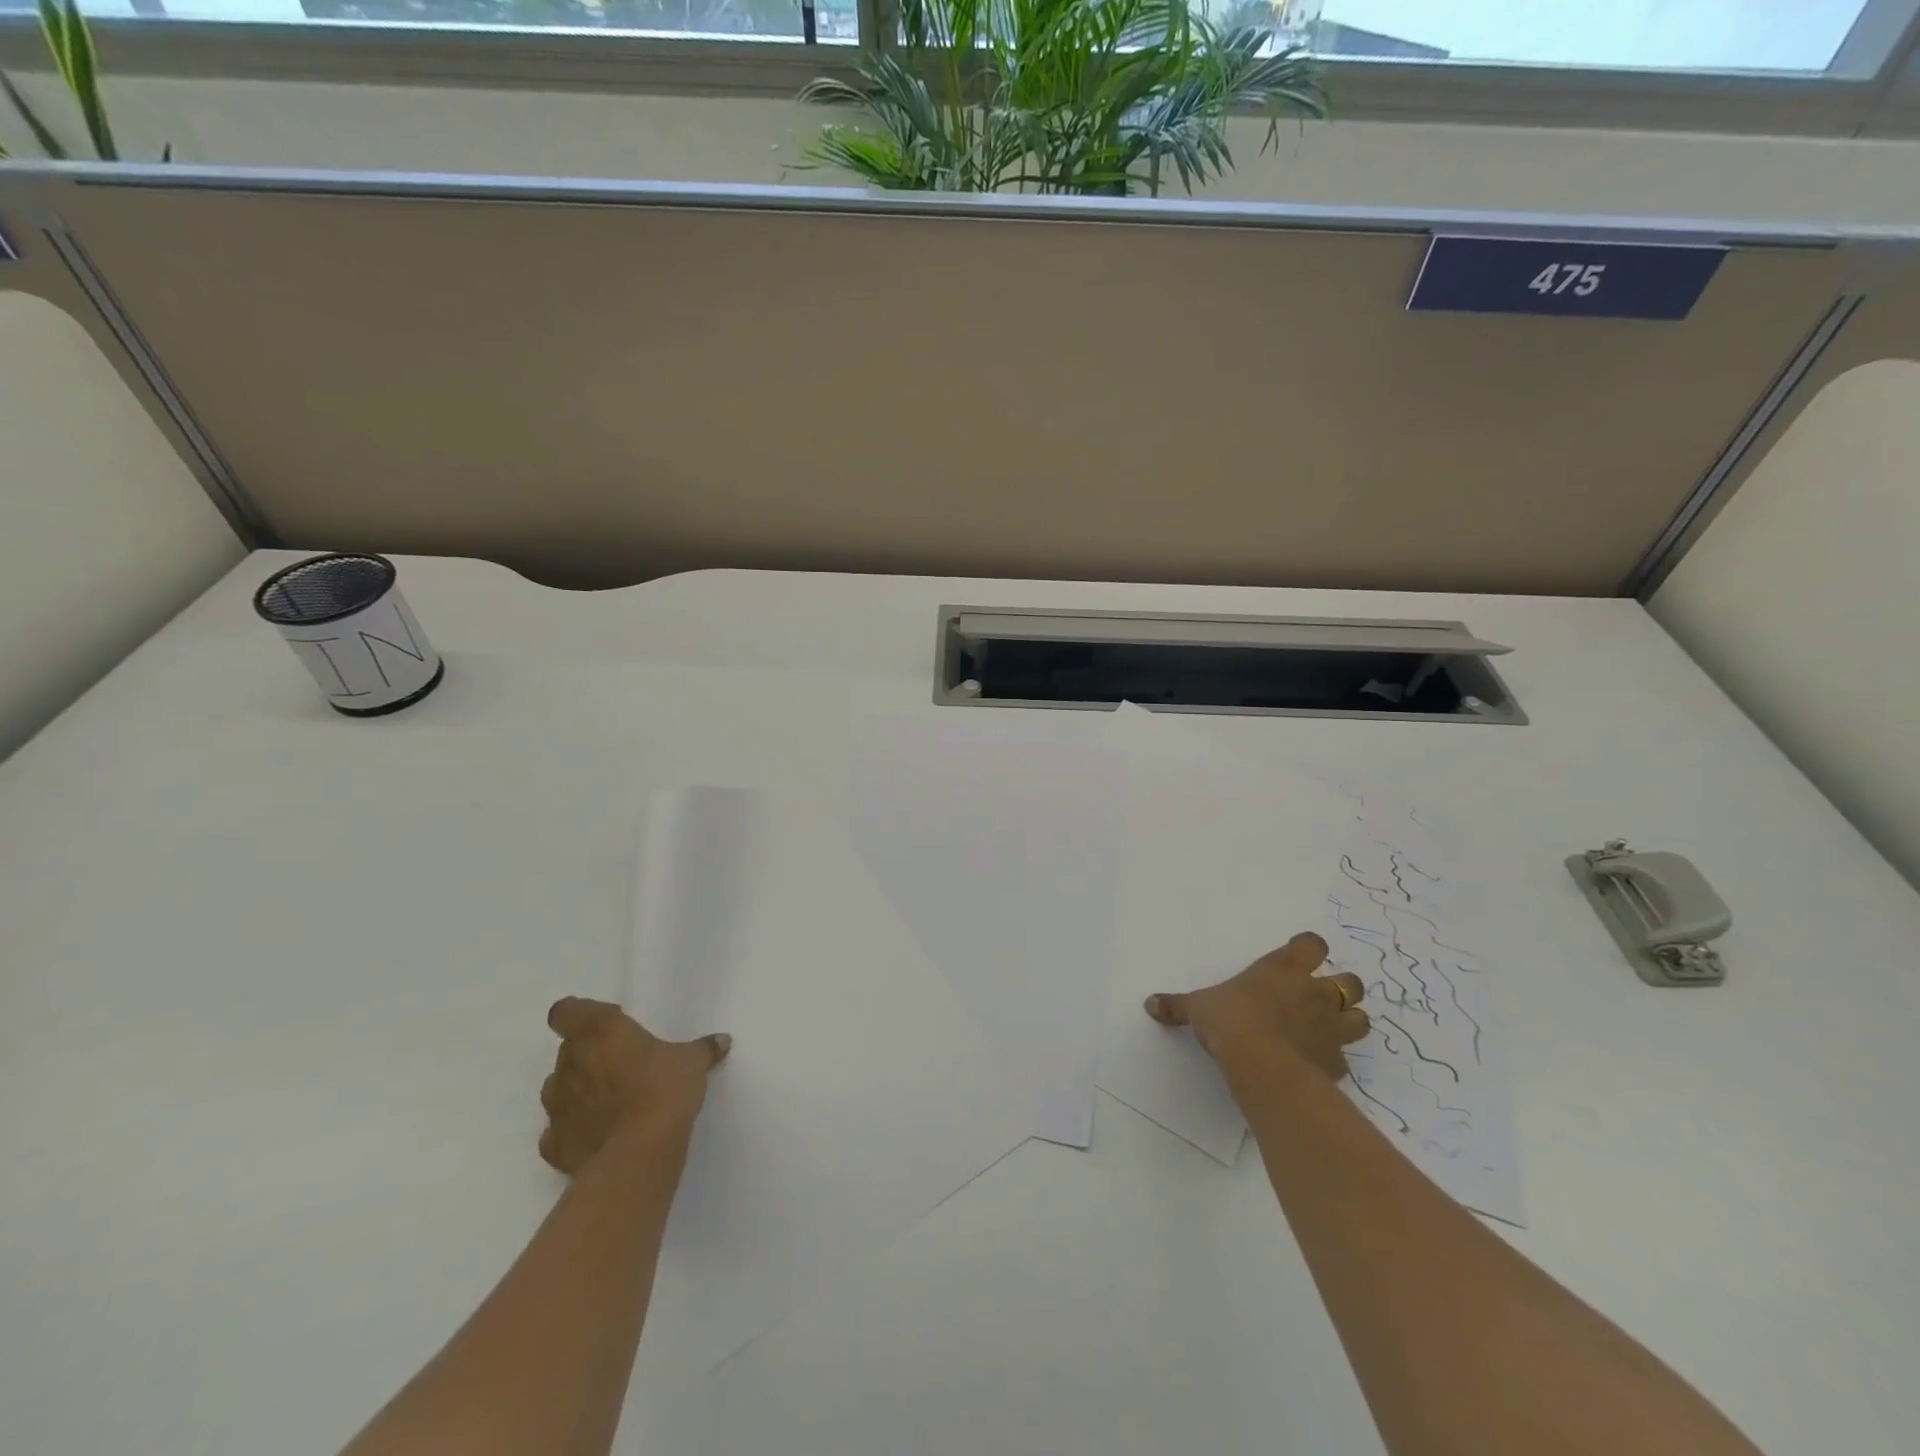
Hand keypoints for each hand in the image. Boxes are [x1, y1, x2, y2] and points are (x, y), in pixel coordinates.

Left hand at [539, 998, 730, 1174]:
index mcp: (598, 1032)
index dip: (580, 1014)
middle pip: (568, 1050)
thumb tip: (722, 1040)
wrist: (640, 1154)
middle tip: (621, 1064)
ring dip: (576, 1090)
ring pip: (557, 1088)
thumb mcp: (692, 1062)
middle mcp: (570, 1063)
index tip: (608, 1023)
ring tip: (608, 1100)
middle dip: (588, 1054)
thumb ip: (703, 1048)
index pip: (565, 1011)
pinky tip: (596, 1134)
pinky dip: (571, 1130)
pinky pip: (556, 1131)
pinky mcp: (554, 1144)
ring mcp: (557, 1106)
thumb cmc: (664, 1090)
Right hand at [1145, 932, 1368, 1081]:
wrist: (1261, 1064)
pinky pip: (1343, 1060)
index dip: (1309, 948)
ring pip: (1361, 1020)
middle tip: (1321, 996)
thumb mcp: (1198, 1007)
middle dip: (1343, 988)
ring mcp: (1331, 1029)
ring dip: (1350, 1022)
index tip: (1299, 953)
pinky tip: (1317, 1065)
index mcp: (1284, 968)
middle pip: (1351, 982)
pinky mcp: (1335, 1064)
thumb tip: (1149, 1004)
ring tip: (1331, 1029)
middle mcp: (1315, 993)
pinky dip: (1334, 1060)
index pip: (1312, 944)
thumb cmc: (1231, 1020)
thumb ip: (1178, 1006)